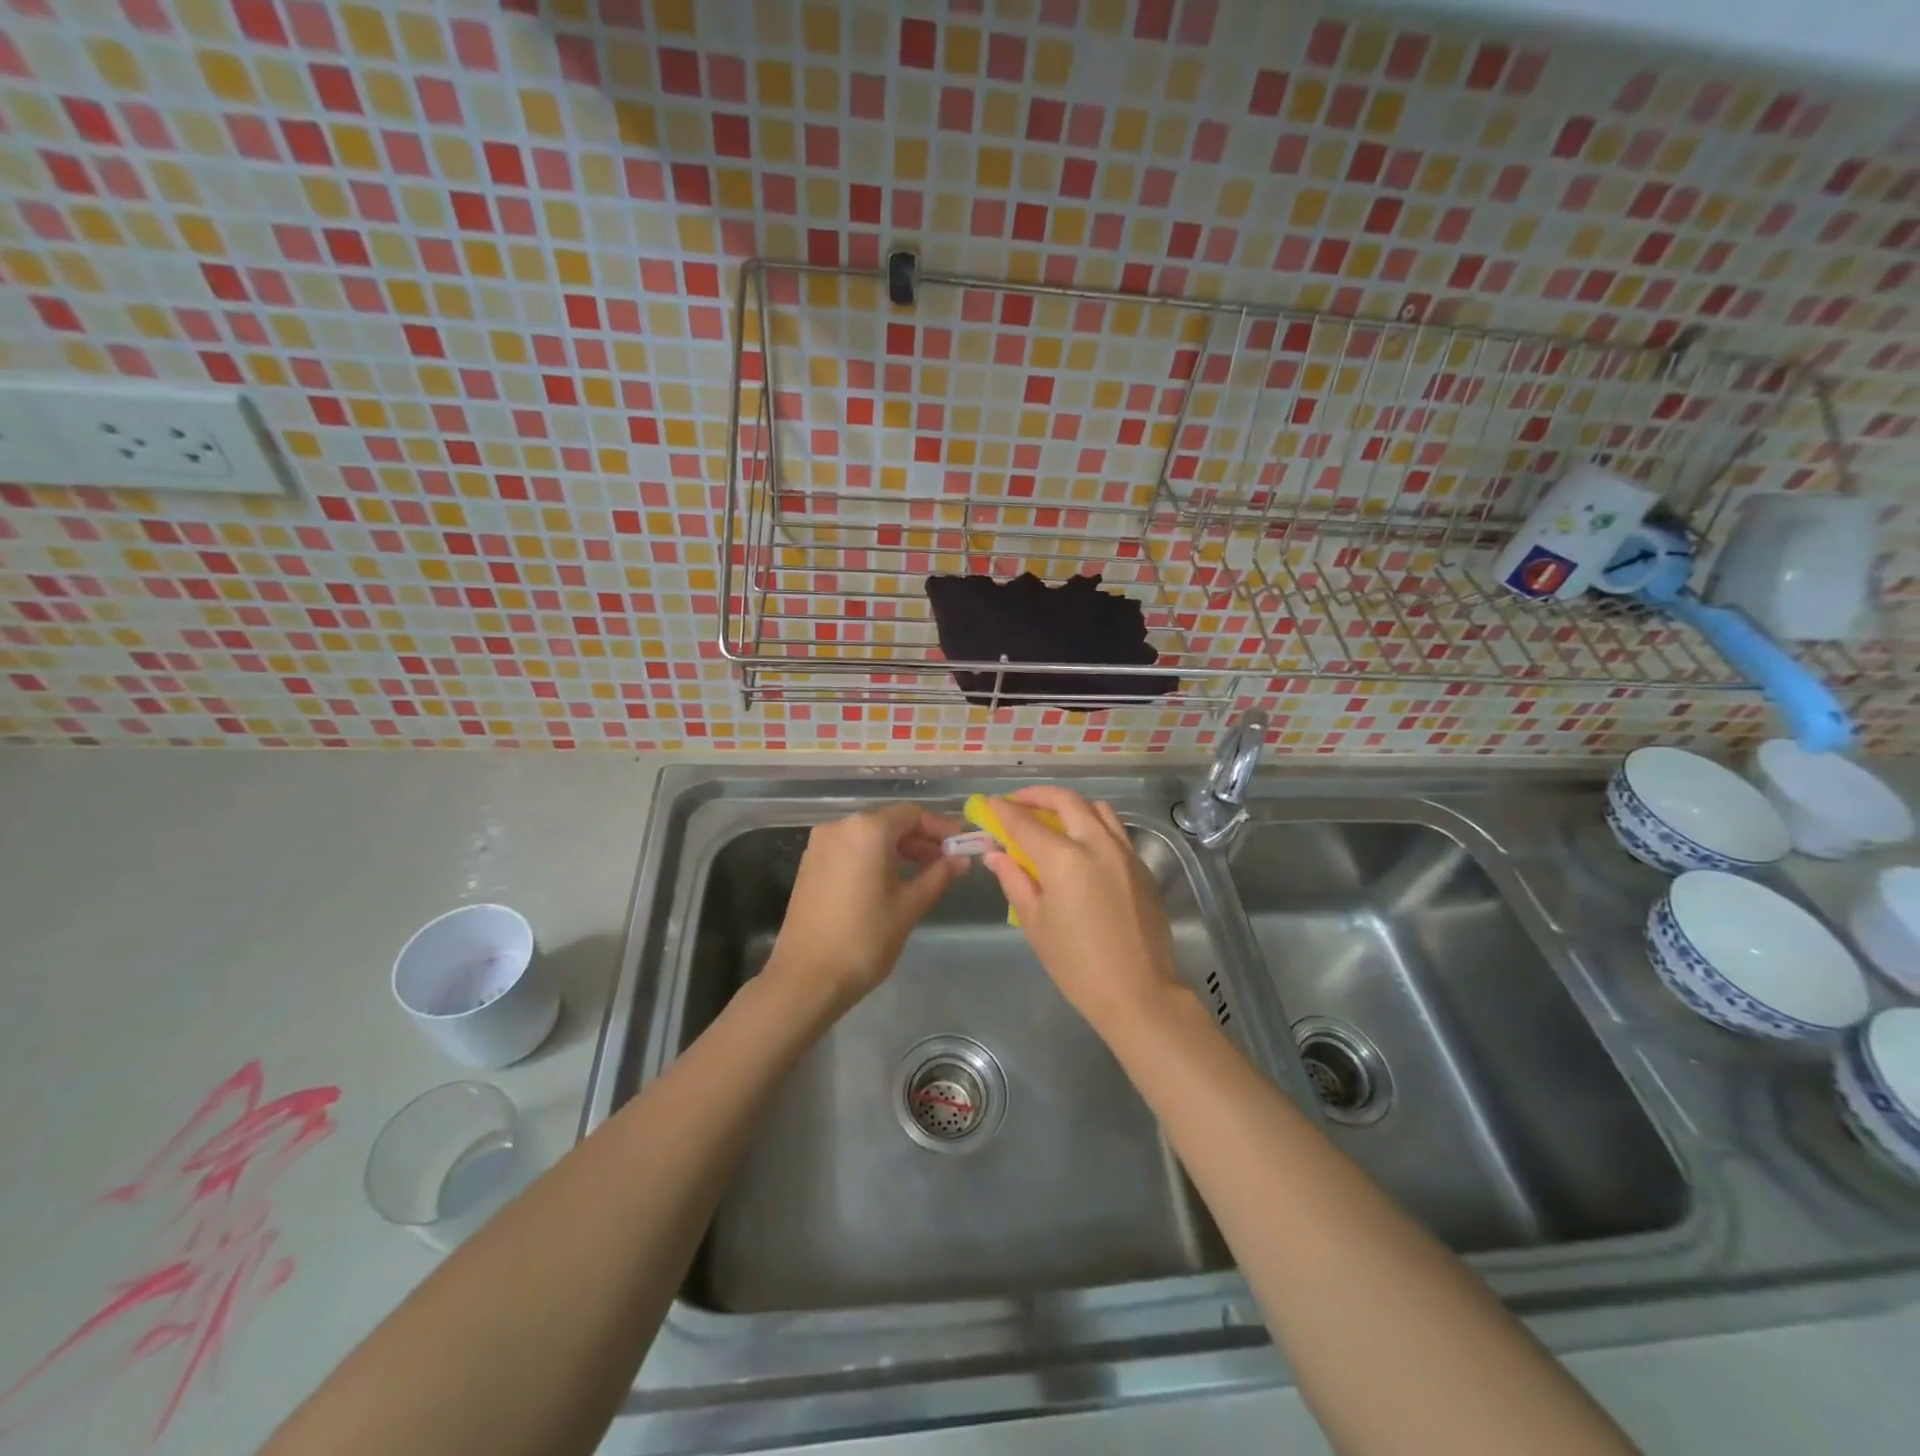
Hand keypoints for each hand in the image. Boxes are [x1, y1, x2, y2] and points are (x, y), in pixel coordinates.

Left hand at [766, 804, 966, 1015]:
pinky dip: (873, 857)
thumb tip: (961, 859)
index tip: (960, 844)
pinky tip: (889, 880)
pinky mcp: (809, 865)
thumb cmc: (864, 938)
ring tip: (923, 872)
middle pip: (888, 822)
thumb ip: (938, 876)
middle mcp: (839, 827)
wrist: (806, 978)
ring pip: (868, 836)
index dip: (940, 827)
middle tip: (946, 861)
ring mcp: (820, 845)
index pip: (912, 815)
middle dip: (919, 839)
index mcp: (867, 830)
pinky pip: (850, 849)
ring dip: (897, 849)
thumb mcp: (909, 906)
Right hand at [981, 787, 1185, 1036]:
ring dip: (1071, 805)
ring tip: (1053, 818)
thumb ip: (1014, 881)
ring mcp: (1125, 852)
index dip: (1004, 810)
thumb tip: (996, 854)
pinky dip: (1094, 824)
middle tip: (1018, 802)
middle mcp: (1097, 844)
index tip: (989, 803)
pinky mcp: (1142, 866)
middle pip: (1066, 801)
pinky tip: (1082, 845)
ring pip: (1097, 809)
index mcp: (1065, 859)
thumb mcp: (1035, 923)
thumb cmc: (1076, 964)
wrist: (1138, 992)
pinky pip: (1115, 830)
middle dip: (1038, 795)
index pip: (1026, 822)